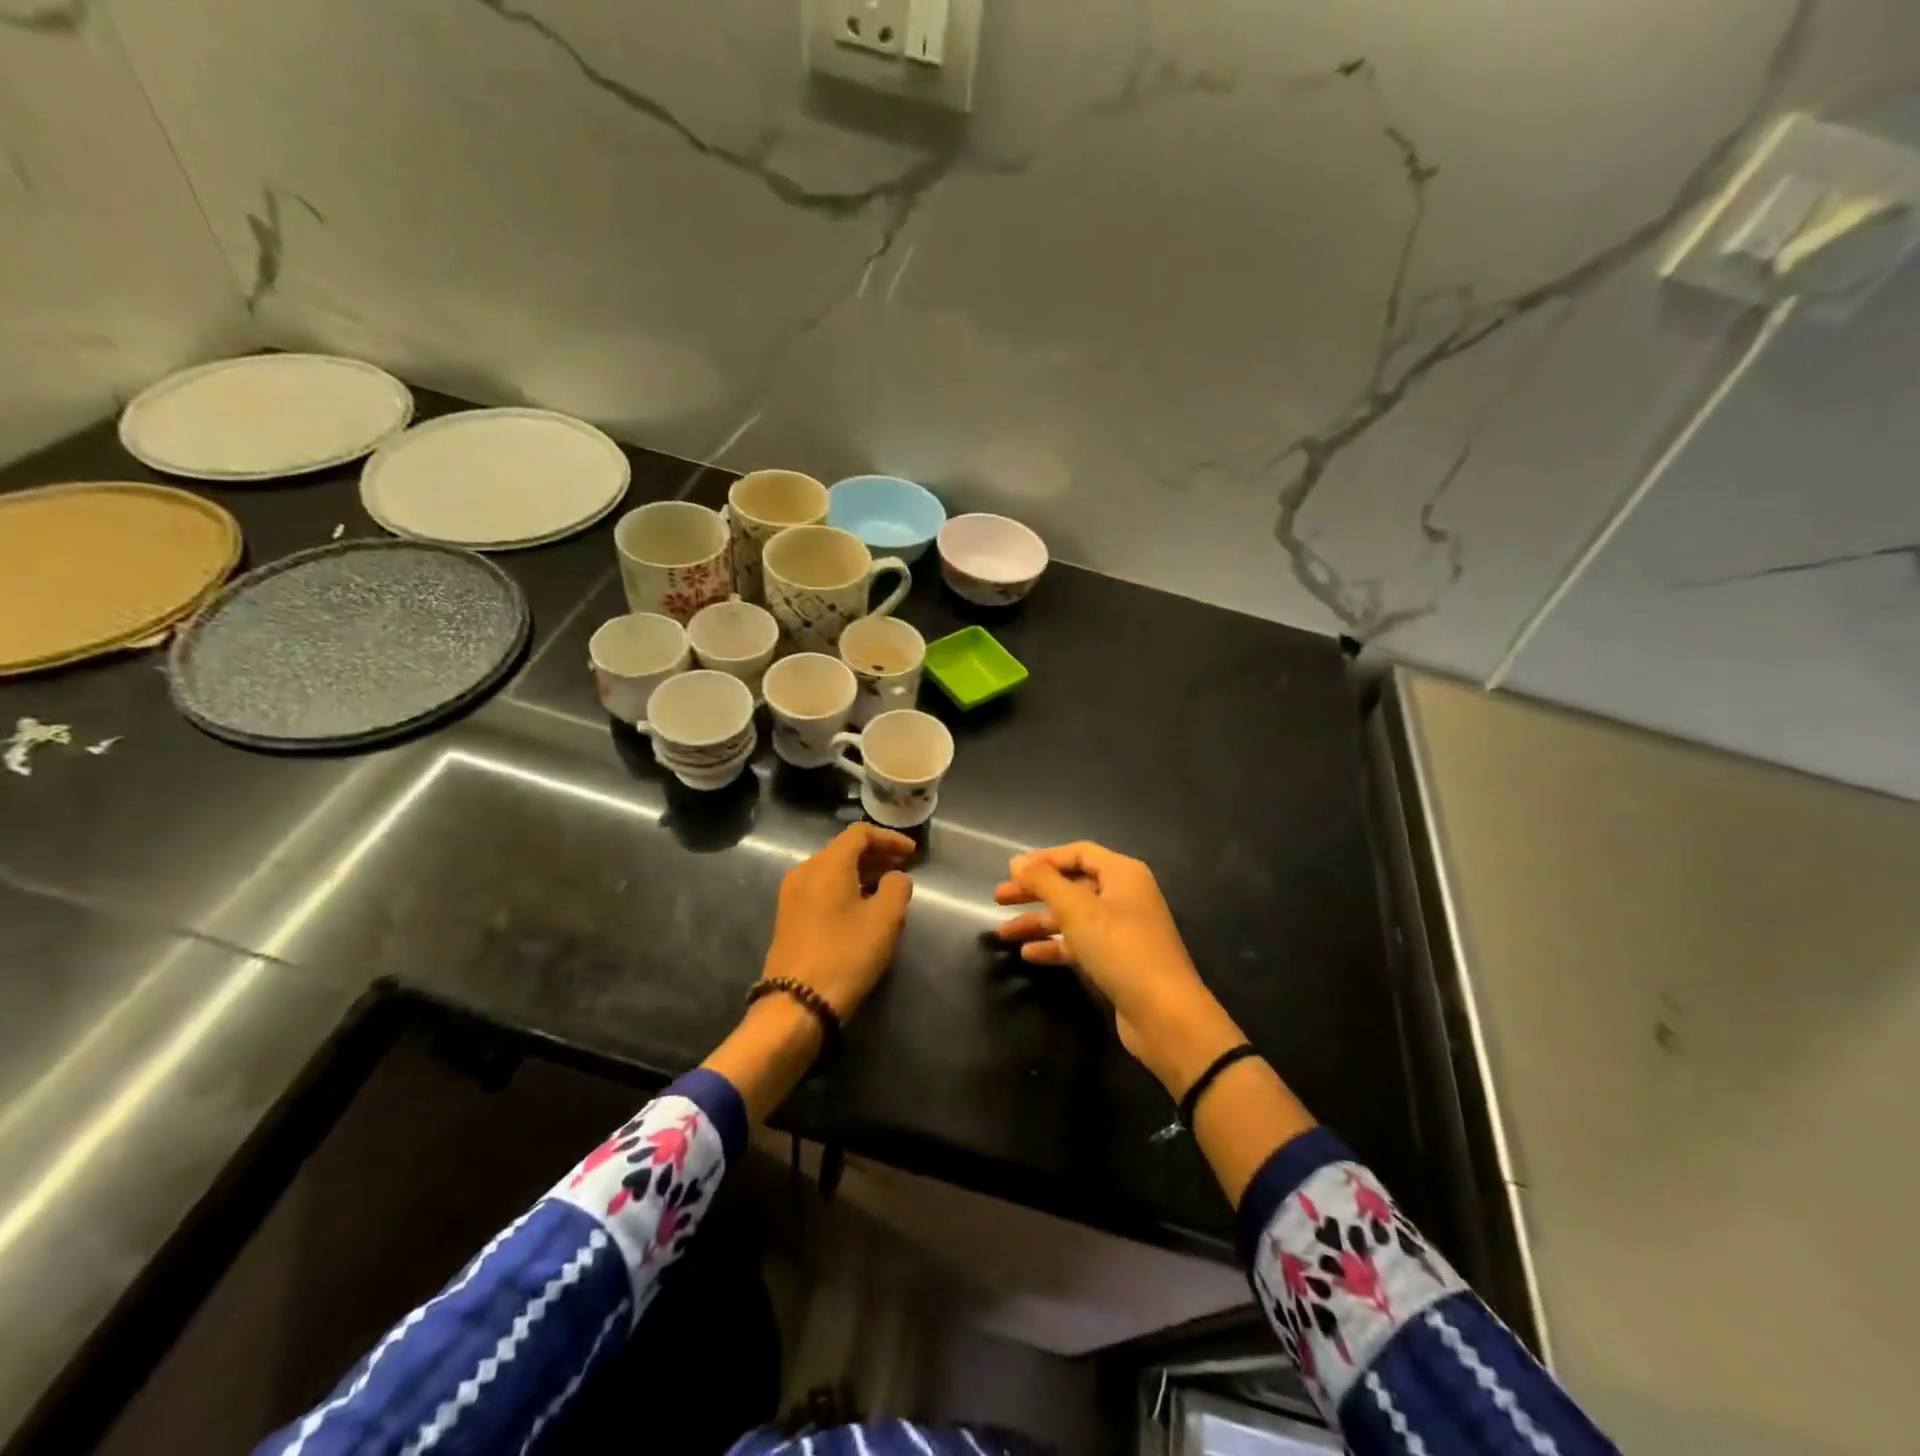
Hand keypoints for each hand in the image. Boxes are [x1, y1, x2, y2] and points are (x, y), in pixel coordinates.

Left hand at [763, 823, 915, 1018]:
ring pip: (832, 869)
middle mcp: (805, 871)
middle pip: (844, 849)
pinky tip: (861, 906)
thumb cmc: (846, 954)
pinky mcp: (788, 916)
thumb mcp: (885, 920)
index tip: (913, 853)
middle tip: (903, 867)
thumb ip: (897, 887)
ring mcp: (792, 894)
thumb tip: (895, 878)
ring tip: (887, 887)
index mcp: (828, 864)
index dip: (890, 838)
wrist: (796, 1003)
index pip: (860, 833)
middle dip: (876, 854)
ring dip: (861, 872)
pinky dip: (845, 886)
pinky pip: (821, 887)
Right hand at [995, 842, 1244, 1096]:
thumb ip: (1044, 881)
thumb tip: (1017, 862)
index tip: (1011, 871)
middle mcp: (1125, 896)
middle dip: (1035, 891)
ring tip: (1004, 933)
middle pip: (1073, 885)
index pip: (1078, 853)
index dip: (1043, 859)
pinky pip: (1081, 944)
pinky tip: (1029, 955)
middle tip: (999, 899)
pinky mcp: (1119, 961)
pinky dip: (1056, 946)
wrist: (1165, 1013)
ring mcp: (1123, 930)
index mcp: (1122, 874)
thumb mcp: (1077, 909)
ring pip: (1073, 917)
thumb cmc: (1120, 948)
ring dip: (1039, 922)